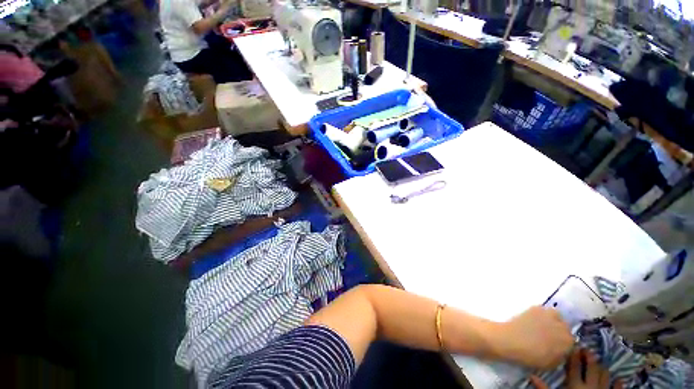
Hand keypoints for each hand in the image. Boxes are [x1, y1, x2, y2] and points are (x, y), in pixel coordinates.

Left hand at [493, 306, 573, 369]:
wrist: (511, 340)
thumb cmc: (531, 356)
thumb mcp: (551, 363)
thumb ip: (560, 355)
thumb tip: (561, 351)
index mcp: (569, 342)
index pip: (571, 341)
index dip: (563, 343)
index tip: (556, 345)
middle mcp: (563, 327)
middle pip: (565, 327)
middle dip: (559, 331)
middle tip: (549, 335)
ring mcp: (550, 315)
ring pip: (557, 316)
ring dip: (552, 320)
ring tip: (542, 326)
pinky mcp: (537, 307)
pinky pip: (543, 310)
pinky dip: (540, 313)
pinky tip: (533, 319)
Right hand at [529, 349, 622, 388]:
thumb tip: (532, 375)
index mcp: (575, 384)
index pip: (574, 367)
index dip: (574, 356)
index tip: (575, 347)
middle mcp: (590, 385)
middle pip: (592, 368)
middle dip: (590, 358)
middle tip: (588, 349)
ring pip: (605, 376)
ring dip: (603, 368)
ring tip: (601, 362)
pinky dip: (618, 384)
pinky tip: (619, 379)